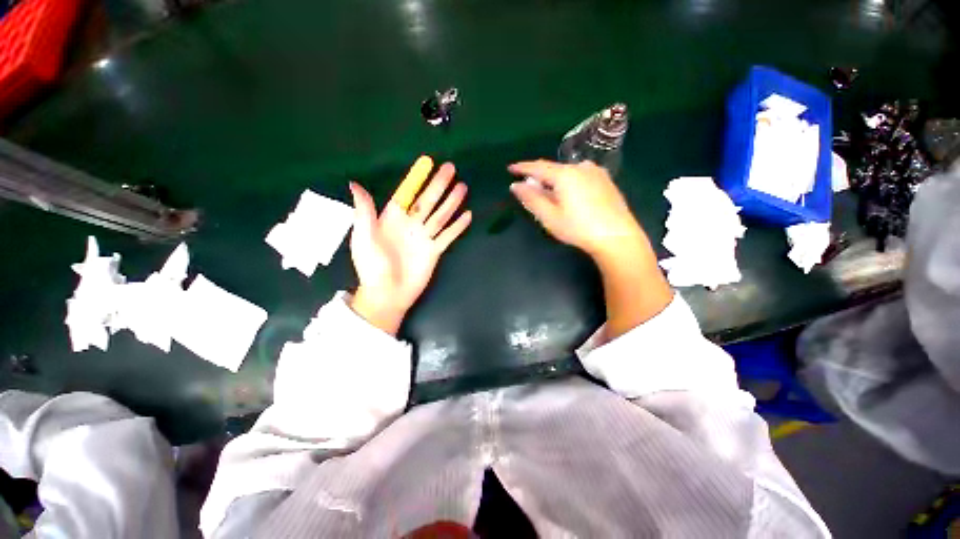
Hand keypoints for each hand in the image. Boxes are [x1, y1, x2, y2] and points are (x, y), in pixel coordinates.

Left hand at [348, 162, 471, 334]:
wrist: (387, 295)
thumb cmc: (372, 267)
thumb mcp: (363, 239)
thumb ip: (364, 213)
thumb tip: (355, 184)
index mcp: (392, 219)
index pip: (407, 194)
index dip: (417, 179)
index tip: (427, 162)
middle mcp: (411, 224)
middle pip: (428, 201)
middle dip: (439, 185)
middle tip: (451, 168)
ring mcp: (424, 238)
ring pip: (441, 215)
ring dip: (452, 202)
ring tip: (463, 187)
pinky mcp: (435, 251)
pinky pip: (448, 236)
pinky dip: (457, 226)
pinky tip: (467, 215)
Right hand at [508, 159, 670, 338]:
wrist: (617, 236)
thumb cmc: (578, 228)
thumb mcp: (549, 216)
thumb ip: (531, 199)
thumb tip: (515, 185)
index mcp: (565, 174)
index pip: (538, 167)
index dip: (522, 167)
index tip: (510, 168)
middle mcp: (580, 167)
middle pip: (553, 169)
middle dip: (539, 176)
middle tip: (528, 186)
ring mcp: (595, 172)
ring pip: (567, 172)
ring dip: (554, 180)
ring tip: (548, 193)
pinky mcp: (605, 180)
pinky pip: (579, 176)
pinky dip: (568, 182)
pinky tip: (569, 195)